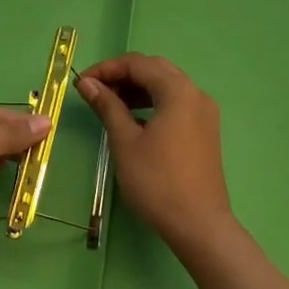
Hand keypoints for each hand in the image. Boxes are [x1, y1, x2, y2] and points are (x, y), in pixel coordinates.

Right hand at [77, 55, 233, 252]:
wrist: (199, 225)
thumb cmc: (157, 181)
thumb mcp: (125, 141)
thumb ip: (107, 106)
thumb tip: (87, 83)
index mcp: (178, 91)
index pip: (138, 63)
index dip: (107, 68)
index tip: (83, 83)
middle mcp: (196, 94)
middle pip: (155, 69)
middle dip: (123, 75)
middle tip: (96, 91)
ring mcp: (204, 113)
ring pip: (167, 86)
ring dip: (138, 88)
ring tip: (111, 105)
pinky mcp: (205, 130)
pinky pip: (176, 103)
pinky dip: (153, 102)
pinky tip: (135, 120)